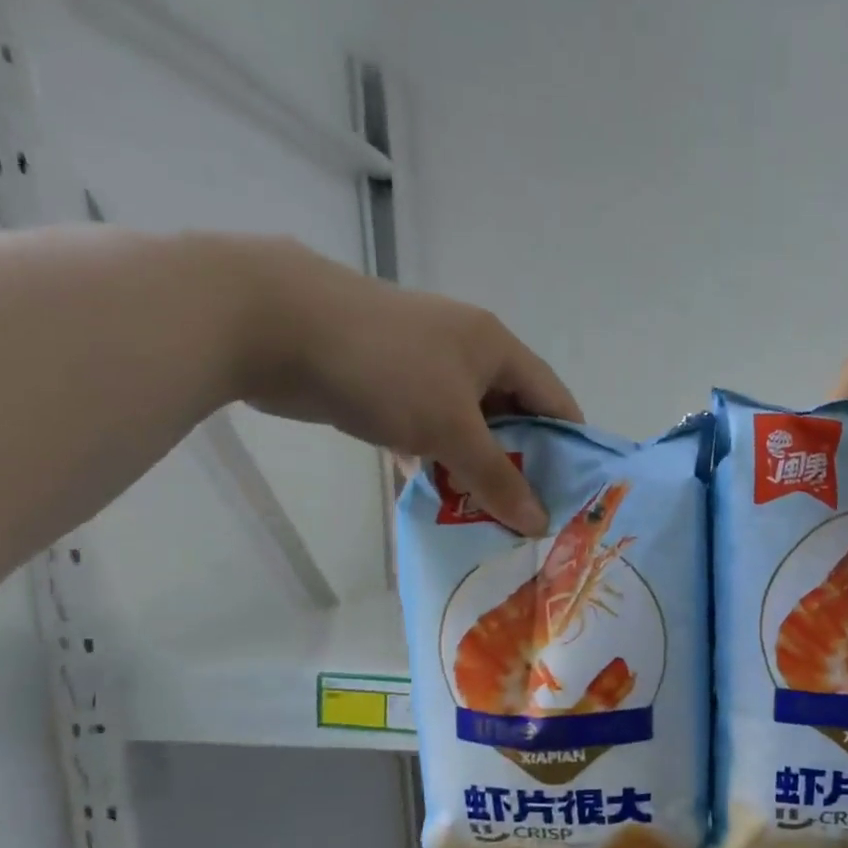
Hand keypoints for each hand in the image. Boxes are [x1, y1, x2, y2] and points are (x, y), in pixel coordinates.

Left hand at [236, 239, 580, 533]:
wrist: (270, 323)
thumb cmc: (385, 368)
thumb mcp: (451, 428)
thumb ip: (498, 479)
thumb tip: (540, 524)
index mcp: (495, 348)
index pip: (554, 400)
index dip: (570, 447)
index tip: (577, 496)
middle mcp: (466, 352)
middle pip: (512, 417)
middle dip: (521, 467)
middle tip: (531, 517)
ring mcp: (423, 367)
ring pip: (466, 428)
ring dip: (475, 470)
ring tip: (489, 520)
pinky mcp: (384, 384)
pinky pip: (426, 429)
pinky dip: (433, 461)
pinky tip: (435, 498)